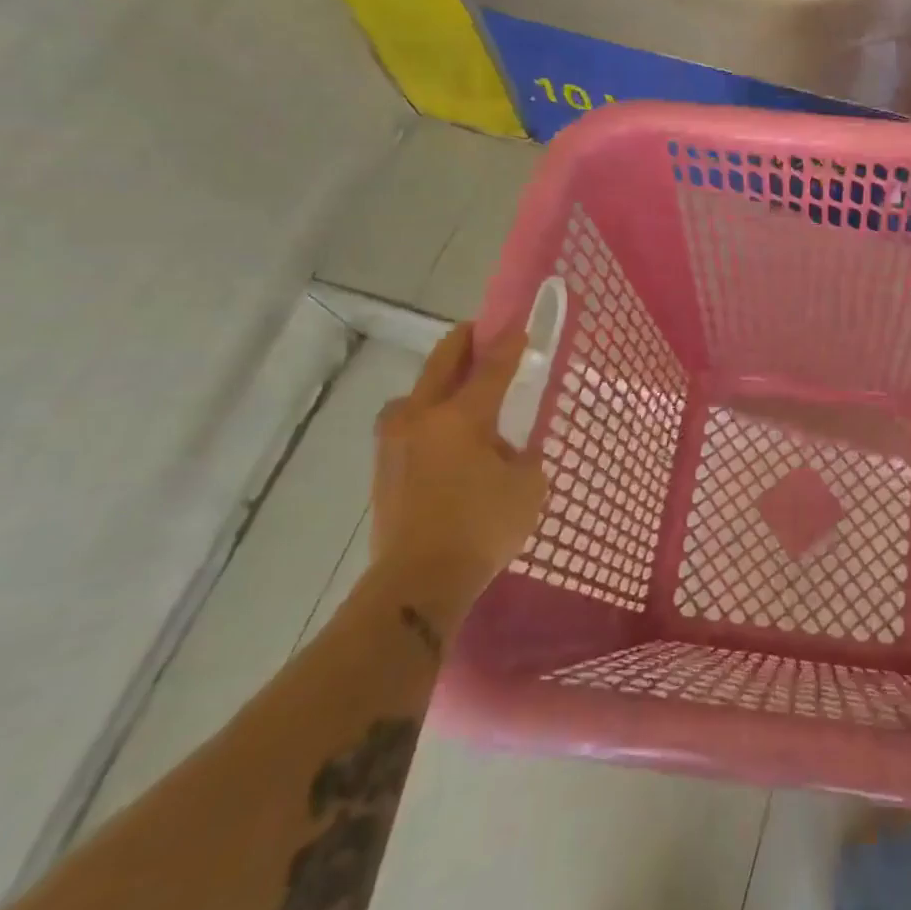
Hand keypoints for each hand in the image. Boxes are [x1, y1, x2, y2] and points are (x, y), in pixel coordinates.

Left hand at [371, 324, 546, 607]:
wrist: (416, 583)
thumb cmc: (481, 528)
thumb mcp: (527, 487)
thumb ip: (525, 457)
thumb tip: (512, 450)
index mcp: (462, 415)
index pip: (492, 367)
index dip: (510, 344)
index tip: (520, 326)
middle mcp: (422, 417)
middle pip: (442, 363)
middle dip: (463, 342)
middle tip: (480, 332)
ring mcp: (395, 441)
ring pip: (414, 393)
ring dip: (435, 381)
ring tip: (455, 391)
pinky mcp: (382, 468)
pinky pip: (406, 424)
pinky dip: (424, 415)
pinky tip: (440, 435)